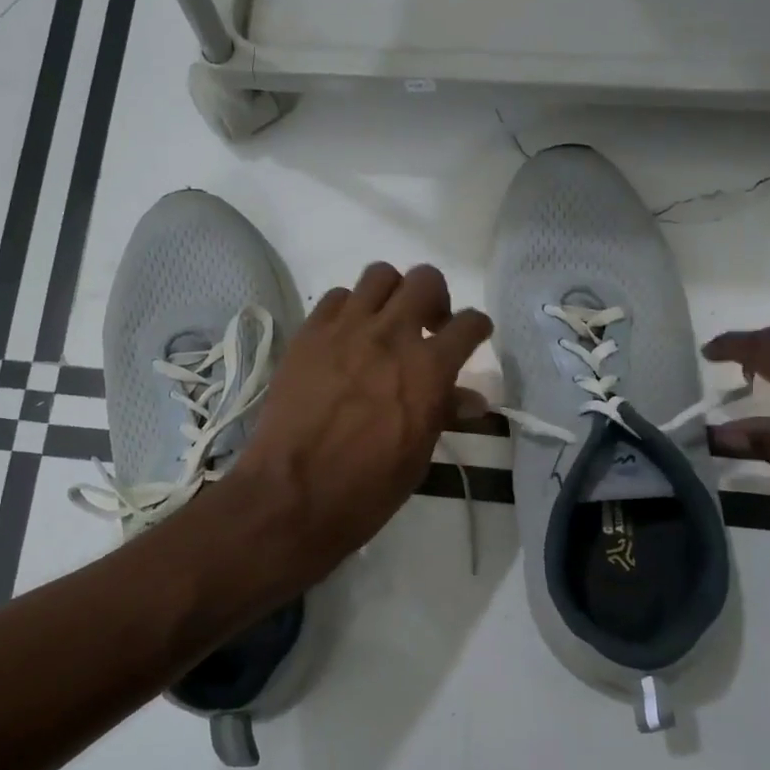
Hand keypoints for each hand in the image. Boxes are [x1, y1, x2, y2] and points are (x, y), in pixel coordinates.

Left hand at [227, 263, 491, 588]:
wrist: (293, 494)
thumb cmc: (367, 488)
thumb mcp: (418, 455)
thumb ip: (444, 413)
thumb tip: (472, 400)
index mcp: (429, 368)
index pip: (469, 324)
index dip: (477, 327)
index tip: (474, 335)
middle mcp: (391, 335)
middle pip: (425, 279)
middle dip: (436, 298)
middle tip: (429, 326)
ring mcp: (346, 329)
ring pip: (379, 275)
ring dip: (391, 294)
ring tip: (385, 322)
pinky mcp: (309, 333)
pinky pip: (336, 297)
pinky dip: (349, 308)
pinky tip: (346, 336)